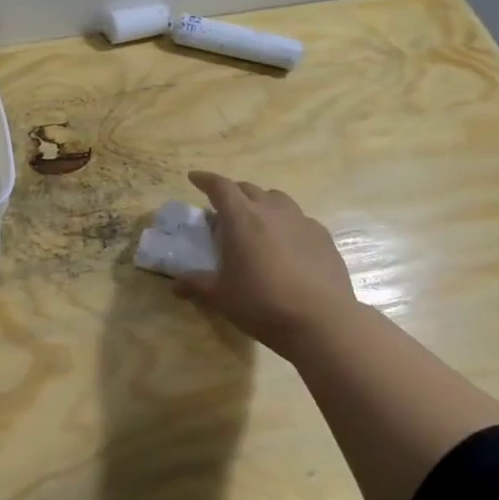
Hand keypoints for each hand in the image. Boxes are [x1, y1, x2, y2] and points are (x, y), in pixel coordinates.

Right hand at [175, 171, 357, 357]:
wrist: (321, 321)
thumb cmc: (262, 303)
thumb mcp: (221, 296)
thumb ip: (196, 284)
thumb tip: (175, 285)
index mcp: (242, 218)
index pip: (220, 187)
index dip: (205, 180)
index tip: (194, 178)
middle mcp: (272, 210)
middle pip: (248, 189)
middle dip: (233, 193)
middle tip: (223, 210)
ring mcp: (301, 221)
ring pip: (277, 199)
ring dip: (261, 203)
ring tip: (256, 222)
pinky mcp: (323, 236)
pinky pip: (299, 219)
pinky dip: (286, 223)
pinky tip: (286, 245)